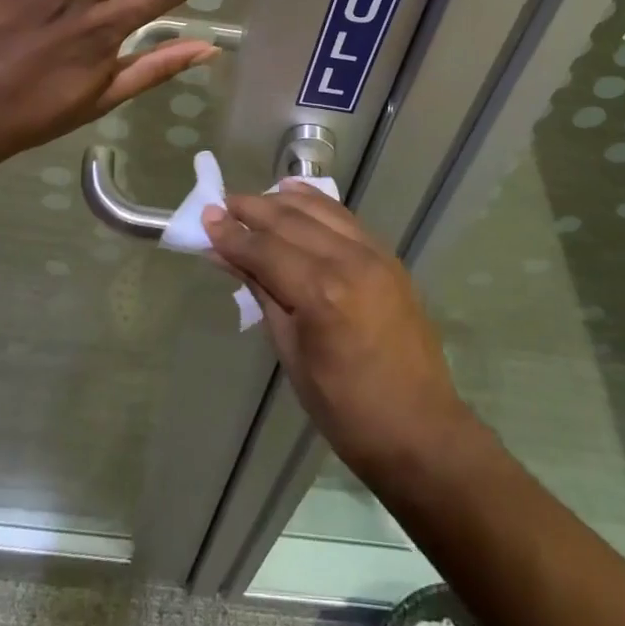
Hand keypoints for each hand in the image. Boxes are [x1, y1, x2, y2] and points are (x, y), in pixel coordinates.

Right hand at [204, 185, 473, 482]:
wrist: (419, 430)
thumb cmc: (345, 409)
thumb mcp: (292, 354)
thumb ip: (262, 294)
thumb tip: (226, 256)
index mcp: (322, 294)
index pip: (265, 251)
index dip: (232, 235)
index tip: (205, 218)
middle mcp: (349, 261)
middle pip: (290, 221)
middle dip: (252, 210)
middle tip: (222, 204)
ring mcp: (374, 254)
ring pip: (319, 210)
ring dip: (282, 201)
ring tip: (253, 200)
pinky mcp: (388, 257)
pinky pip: (345, 219)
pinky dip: (317, 203)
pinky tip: (296, 195)